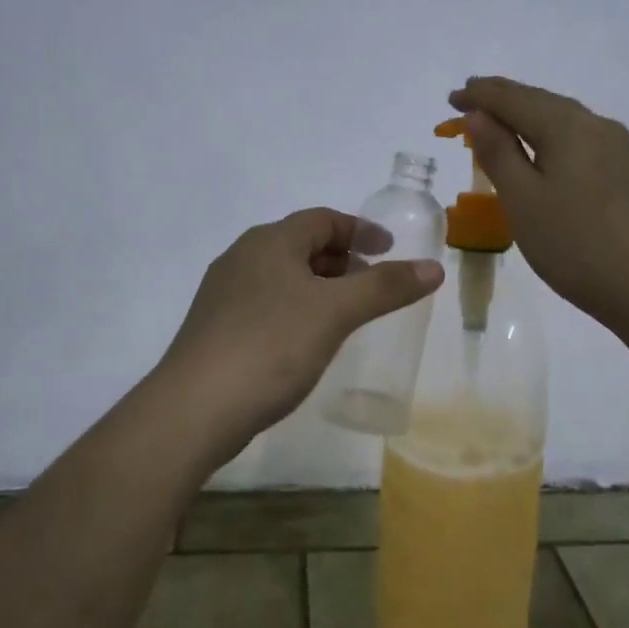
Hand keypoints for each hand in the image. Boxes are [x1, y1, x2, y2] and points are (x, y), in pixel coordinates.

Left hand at [158, 207, 444, 447]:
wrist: (195, 408)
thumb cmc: (271, 346)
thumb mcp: (336, 312)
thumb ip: (385, 287)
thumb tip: (433, 267)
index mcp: (269, 241)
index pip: (322, 219)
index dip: (360, 229)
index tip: (389, 248)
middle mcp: (242, 257)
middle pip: (300, 244)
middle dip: (341, 258)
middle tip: (372, 282)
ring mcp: (224, 294)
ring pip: (282, 275)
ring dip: (318, 285)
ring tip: (346, 312)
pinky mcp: (216, 328)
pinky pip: (266, 303)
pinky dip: (296, 308)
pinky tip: (306, 340)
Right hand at [449, 76, 628, 332]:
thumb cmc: (573, 243)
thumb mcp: (522, 199)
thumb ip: (497, 152)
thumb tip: (477, 115)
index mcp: (567, 127)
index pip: (513, 99)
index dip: (479, 97)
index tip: (451, 99)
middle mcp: (594, 125)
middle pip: (540, 100)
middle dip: (502, 97)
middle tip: (468, 97)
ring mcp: (615, 146)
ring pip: (560, 117)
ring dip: (524, 113)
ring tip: (496, 117)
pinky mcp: (623, 169)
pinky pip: (576, 135)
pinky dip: (546, 131)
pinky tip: (538, 145)